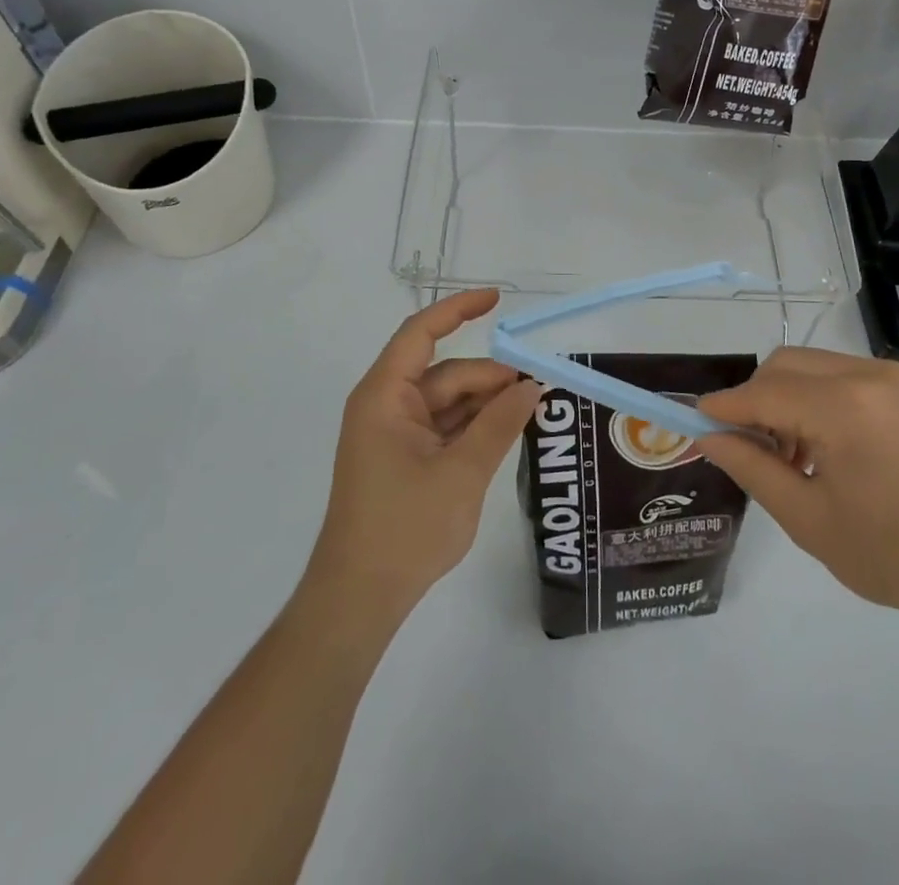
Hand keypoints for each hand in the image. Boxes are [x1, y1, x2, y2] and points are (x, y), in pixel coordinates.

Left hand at [306, 290, 539, 619]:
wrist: (359, 598)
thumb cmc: (404, 528)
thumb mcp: (462, 472)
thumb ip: (500, 424)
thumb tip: (532, 387)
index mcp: (385, 396)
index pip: (421, 332)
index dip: (459, 309)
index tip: (498, 299)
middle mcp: (385, 406)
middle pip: (444, 373)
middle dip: (490, 378)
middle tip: (538, 389)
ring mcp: (393, 434)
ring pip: (447, 402)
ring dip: (485, 404)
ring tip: (530, 412)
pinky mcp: (402, 459)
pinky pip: (443, 427)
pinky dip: (473, 427)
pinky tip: (505, 433)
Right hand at [695, 347, 898, 626]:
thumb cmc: (898, 555)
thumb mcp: (810, 520)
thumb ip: (753, 469)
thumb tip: (709, 437)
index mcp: (843, 406)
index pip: (761, 393)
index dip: (724, 407)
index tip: (695, 422)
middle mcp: (866, 374)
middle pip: (784, 366)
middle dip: (755, 399)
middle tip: (750, 449)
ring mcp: (893, 376)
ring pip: (812, 366)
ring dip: (786, 397)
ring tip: (793, 456)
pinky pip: (842, 375)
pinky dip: (818, 398)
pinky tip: (827, 446)